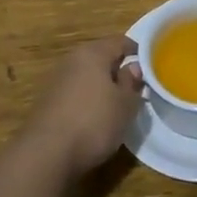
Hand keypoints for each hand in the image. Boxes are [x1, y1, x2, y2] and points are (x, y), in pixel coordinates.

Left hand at [19, 37, 142, 179]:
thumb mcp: (125, 105)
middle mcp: (72, 60)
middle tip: (135, 87)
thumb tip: (133, 67)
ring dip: (101, 86)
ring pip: (86, 76)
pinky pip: (74, 93)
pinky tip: (94, 118)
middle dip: (117, 69)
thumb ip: (132, 83)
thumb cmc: (94, 122)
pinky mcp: (47, 102)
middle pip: (100, 57)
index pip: (120, 41)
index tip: (151, 65)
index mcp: (93, 53)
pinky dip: (87, 99)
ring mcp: (56, 81)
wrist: (46, 154)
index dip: (137, 51)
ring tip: (116, 104)